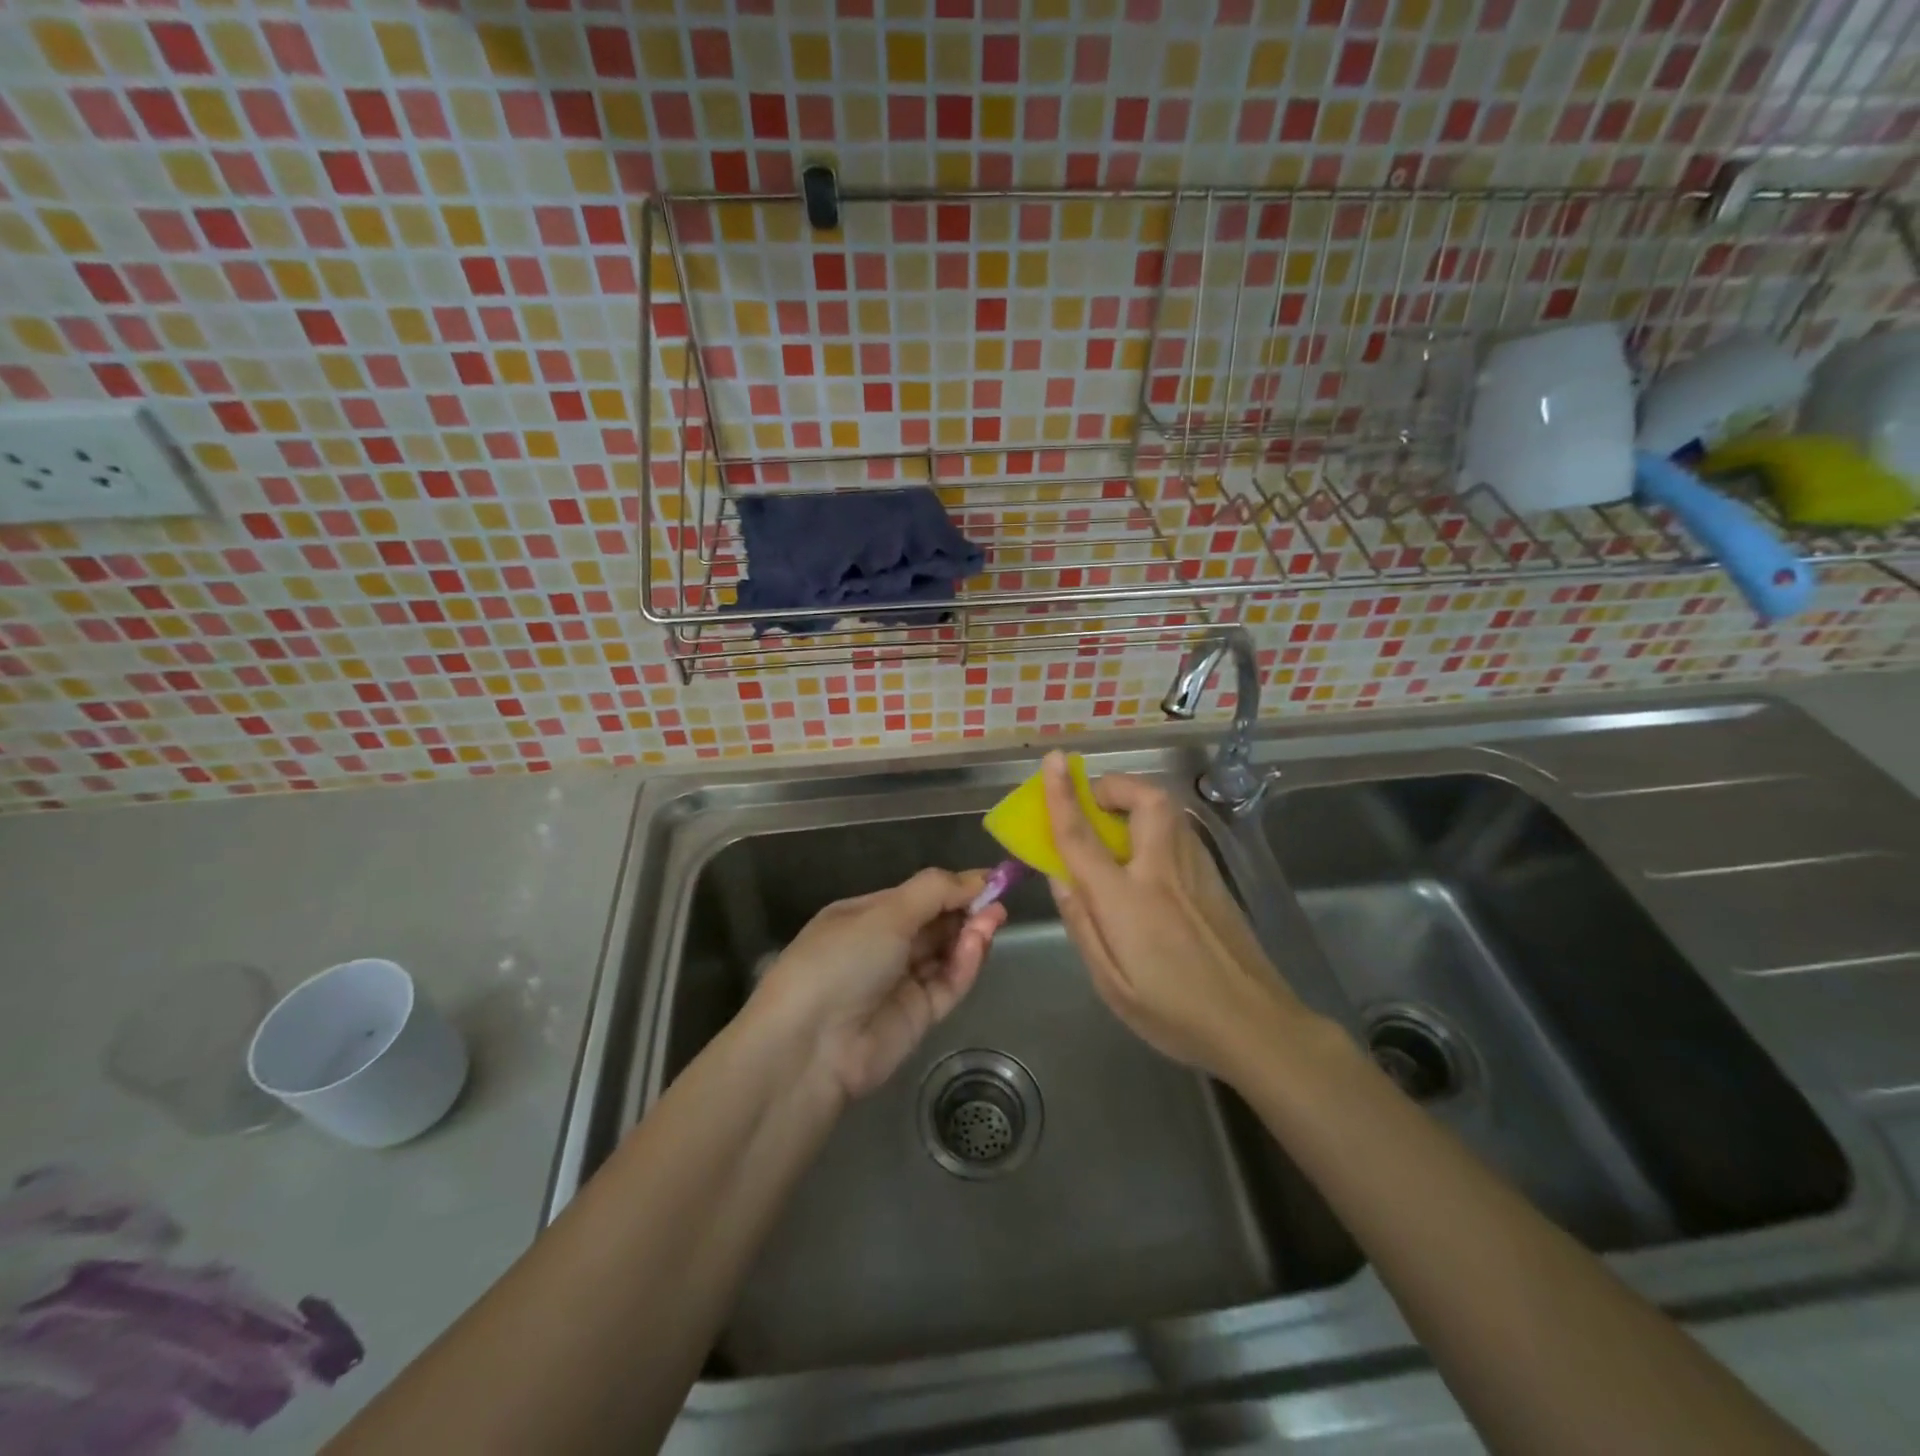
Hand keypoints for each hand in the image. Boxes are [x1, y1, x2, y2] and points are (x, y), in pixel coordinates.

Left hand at [749, 869, 1006, 1102]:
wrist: (810, 1045)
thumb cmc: (841, 960)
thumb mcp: (885, 913)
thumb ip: (934, 892)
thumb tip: (977, 878)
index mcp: (864, 917)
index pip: (917, 897)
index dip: (952, 887)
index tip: (989, 879)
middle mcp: (882, 947)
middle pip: (934, 924)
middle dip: (965, 909)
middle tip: (997, 899)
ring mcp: (900, 983)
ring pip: (945, 953)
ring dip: (969, 935)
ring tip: (994, 918)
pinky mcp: (918, 1017)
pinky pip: (947, 985)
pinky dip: (964, 965)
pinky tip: (978, 945)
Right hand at [1041, 750, 1312, 1084]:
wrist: (1257, 1026)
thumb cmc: (1174, 1013)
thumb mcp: (1111, 983)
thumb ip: (1082, 923)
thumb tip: (1059, 877)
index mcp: (1127, 900)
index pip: (1083, 836)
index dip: (1062, 795)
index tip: (1052, 761)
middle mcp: (1162, 872)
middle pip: (1143, 799)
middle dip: (1114, 785)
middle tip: (1093, 802)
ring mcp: (1196, 871)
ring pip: (1167, 810)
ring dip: (1136, 800)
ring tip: (1114, 825)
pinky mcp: (1216, 878)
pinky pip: (1179, 831)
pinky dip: (1155, 823)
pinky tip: (1146, 856)